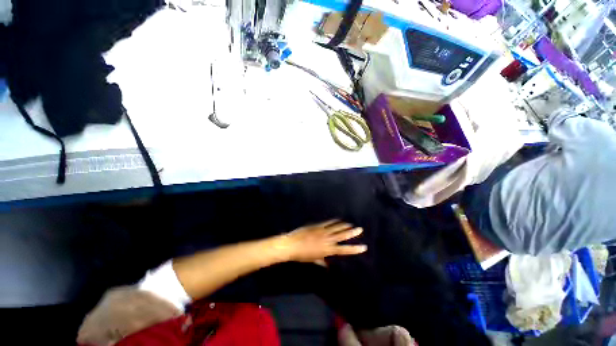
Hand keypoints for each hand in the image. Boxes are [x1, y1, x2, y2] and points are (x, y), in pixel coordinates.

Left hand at [278, 220, 366, 262]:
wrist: (292, 245)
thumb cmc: (302, 255)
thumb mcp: (313, 260)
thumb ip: (322, 262)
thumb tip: (327, 266)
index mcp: (328, 250)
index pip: (344, 250)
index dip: (354, 249)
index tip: (363, 247)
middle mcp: (328, 240)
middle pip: (342, 236)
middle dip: (352, 233)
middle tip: (360, 229)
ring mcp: (323, 231)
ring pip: (336, 228)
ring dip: (344, 226)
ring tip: (351, 224)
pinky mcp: (318, 226)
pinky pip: (328, 223)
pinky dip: (334, 221)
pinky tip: (338, 220)